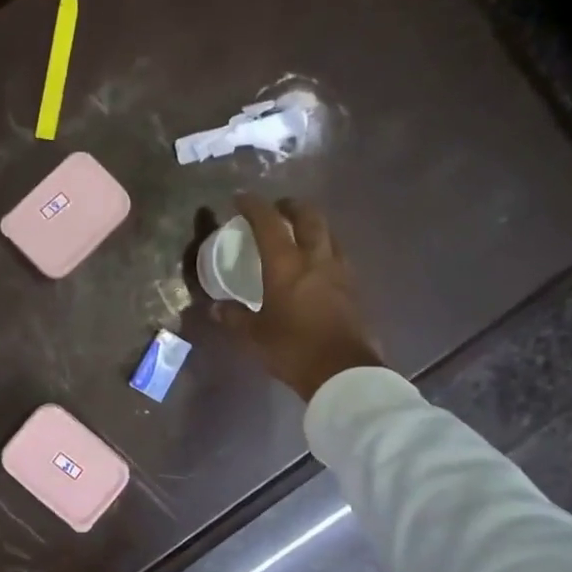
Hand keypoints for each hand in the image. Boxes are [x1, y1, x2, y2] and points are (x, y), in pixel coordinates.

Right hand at [211, 194, 384, 401]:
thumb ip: (235, 317)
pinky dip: (324, 250)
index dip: (253, 205)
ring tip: (299, 234)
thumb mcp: (255, 336)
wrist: (344, 373)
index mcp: (286, 264)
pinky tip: (317, 265)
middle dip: (291, 206)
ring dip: (313, 225)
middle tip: (277, 209)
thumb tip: (216, 307)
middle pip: (309, 216)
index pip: (268, 221)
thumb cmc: (293, 349)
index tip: (240, 199)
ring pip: (329, 233)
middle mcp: (316, 258)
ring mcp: (340, 271)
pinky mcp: (354, 289)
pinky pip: (338, 256)